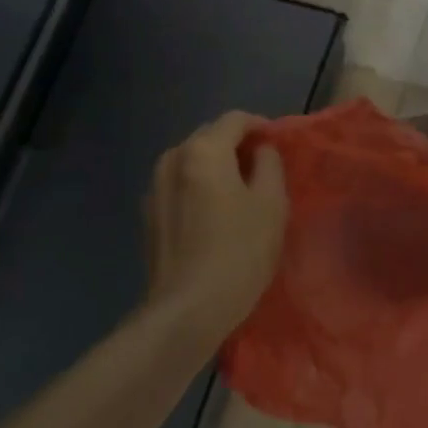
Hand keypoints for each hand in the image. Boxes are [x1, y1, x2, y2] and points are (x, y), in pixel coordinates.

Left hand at [142, 112, 288, 347]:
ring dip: (216, 165)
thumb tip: (262, 151)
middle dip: (236, 144)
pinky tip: (214, 212)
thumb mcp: (271, 204)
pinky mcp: (149, 215)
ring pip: (191, 161)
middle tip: (263, 166)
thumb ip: (270, 164)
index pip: (234, 120)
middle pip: (209, 137)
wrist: (188, 307)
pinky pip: (179, 185)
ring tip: (239, 189)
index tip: (278, 142)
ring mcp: (154, 187)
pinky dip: (199, 186)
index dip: (260, 125)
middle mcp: (172, 159)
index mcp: (203, 151)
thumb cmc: (240, 251)